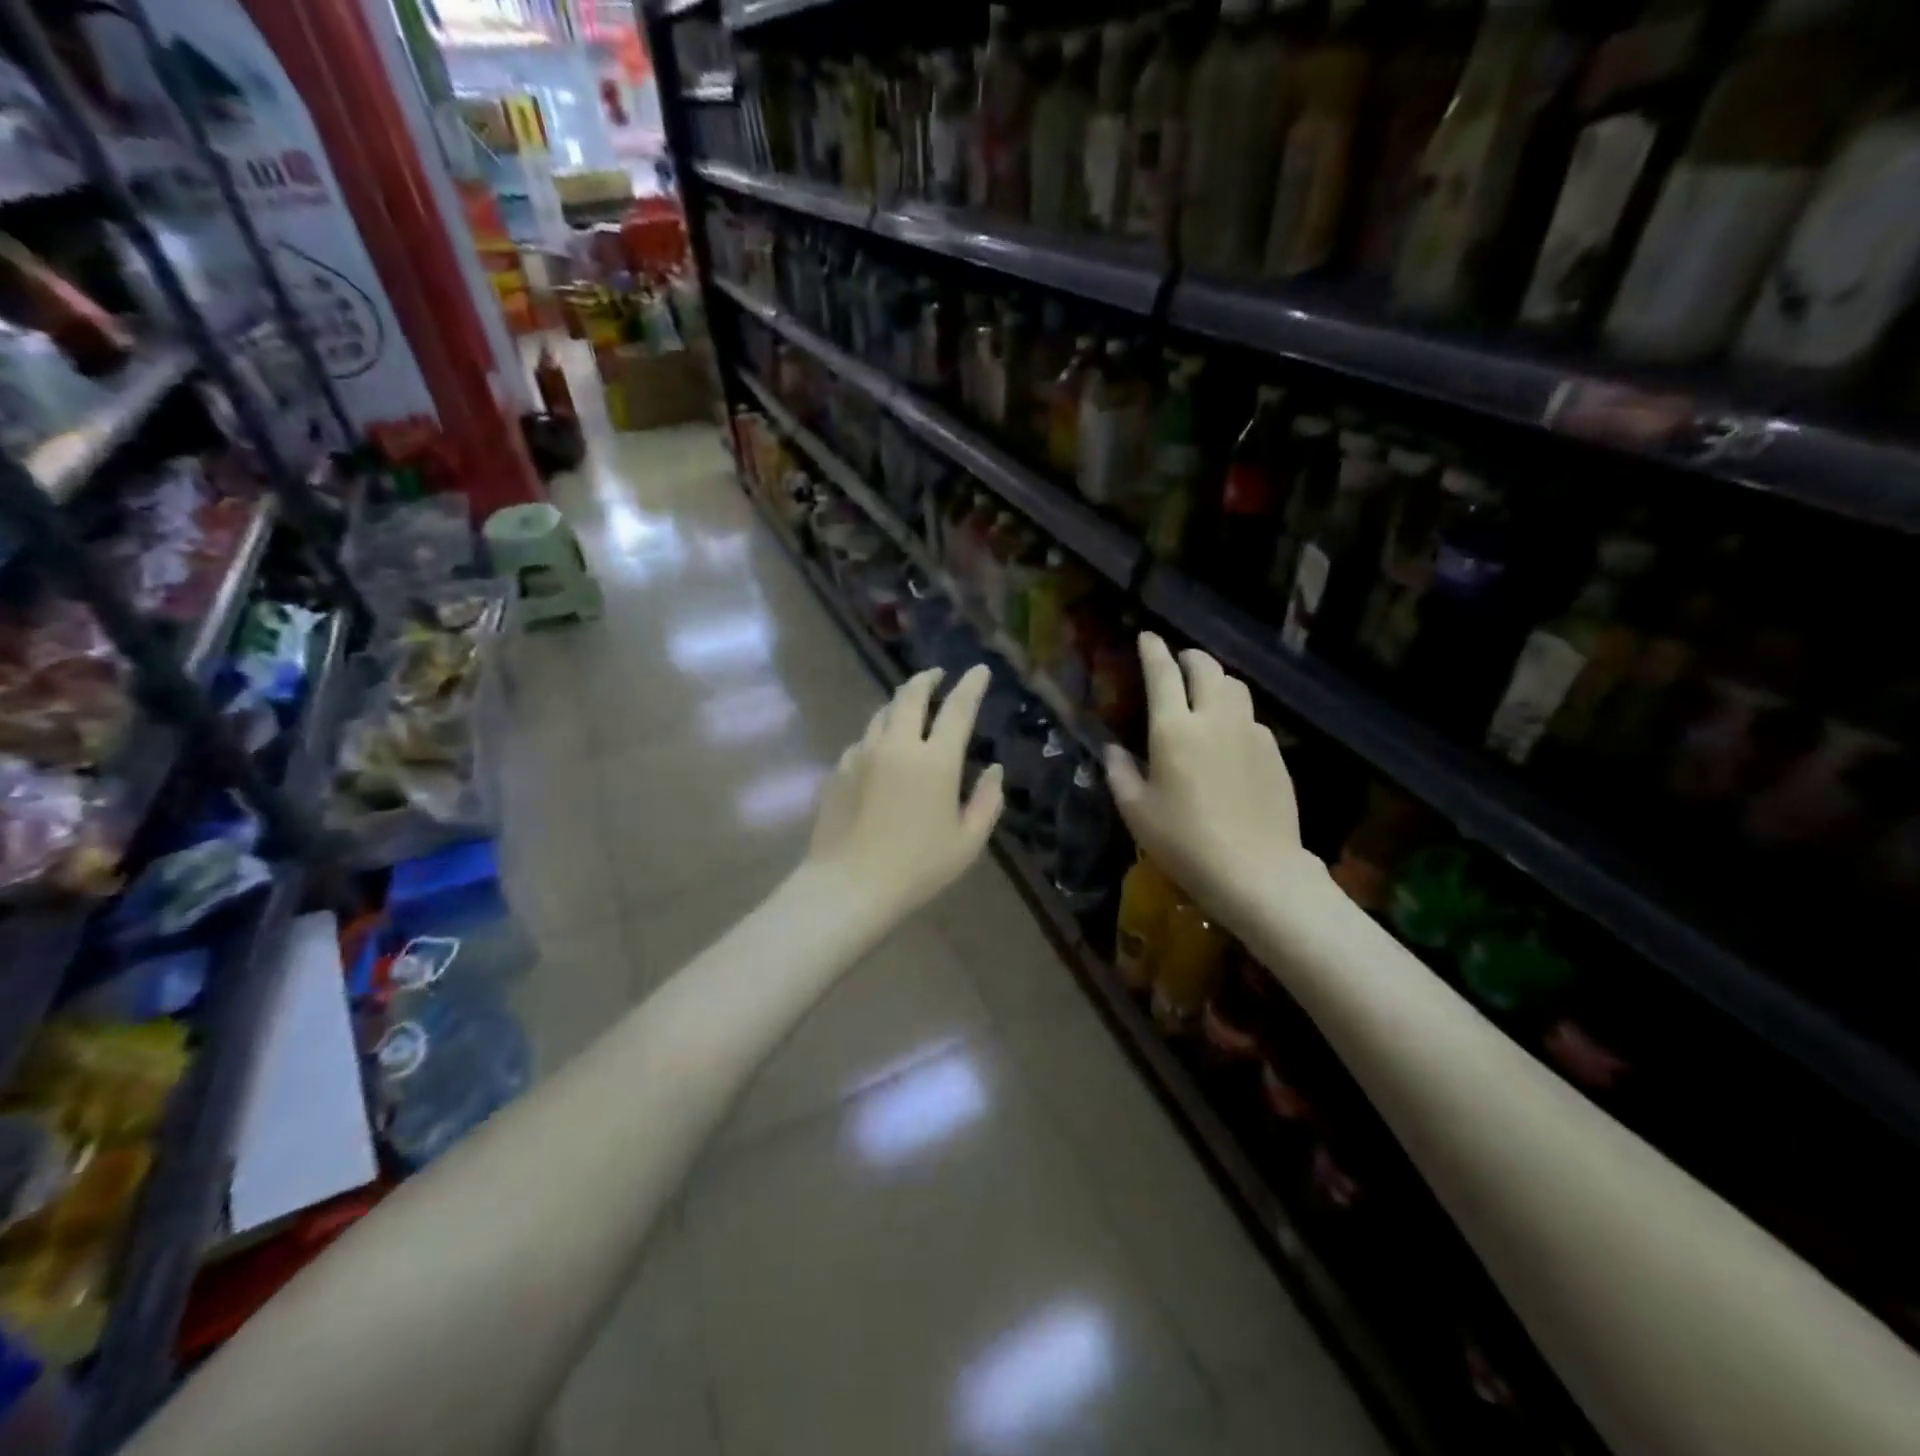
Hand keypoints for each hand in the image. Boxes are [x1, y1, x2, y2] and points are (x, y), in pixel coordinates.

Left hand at [803, 664, 1004, 922]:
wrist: (849, 885)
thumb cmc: (917, 868)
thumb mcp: (968, 842)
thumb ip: (987, 801)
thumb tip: (994, 770)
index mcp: (936, 761)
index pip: (958, 708)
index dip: (971, 685)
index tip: (979, 670)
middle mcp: (898, 745)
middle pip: (911, 695)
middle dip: (927, 679)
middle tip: (937, 676)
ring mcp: (863, 754)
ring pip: (882, 714)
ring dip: (900, 705)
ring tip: (910, 710)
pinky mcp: (839, 769)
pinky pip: (863, 741)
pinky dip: (879, 737)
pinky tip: (882, 753)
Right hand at [1106, 634, 1321, 925]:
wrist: (1256, 870)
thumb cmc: (1185, 842)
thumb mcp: (1137, 812)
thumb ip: (1120, 773)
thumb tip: (1113, 750)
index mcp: (1174, 729)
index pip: (1163, 674)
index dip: (1153, 651)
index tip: (1148, 636)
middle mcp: (1214, 719)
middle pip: (1206, 668)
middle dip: (1189, 657)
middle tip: (1178, 660)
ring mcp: (1250, 732)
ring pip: (1235, 687)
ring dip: (1216, 679)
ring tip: (1205, 691)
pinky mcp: (1274, 752)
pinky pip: (1251, 717)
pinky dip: (1235, 712)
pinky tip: (1229, 736)